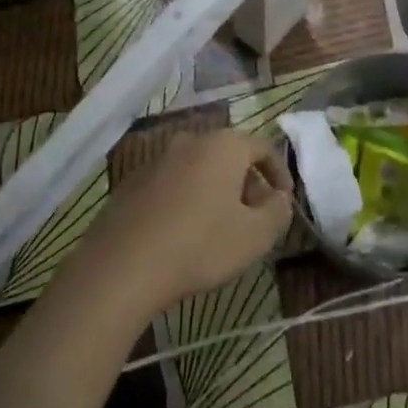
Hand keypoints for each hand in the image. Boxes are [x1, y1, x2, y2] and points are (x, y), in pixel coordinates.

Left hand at [70, 130, 293, 310]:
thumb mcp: (256, 235)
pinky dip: (185, 201)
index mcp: (222, 146)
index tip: (284, 202)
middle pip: (228, 156)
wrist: (123, 266)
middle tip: (254, 217)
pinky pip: (171, 185)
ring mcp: (155, 161)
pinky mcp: (130, 184)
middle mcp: (188, 142)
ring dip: (214, 192)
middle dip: (246, 183)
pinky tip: (183, 234)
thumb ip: (278, 211)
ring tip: (220, 228)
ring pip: (197, 170)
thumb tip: (278, 198)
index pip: (263, 148)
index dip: (280, 174)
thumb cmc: (200, 245)